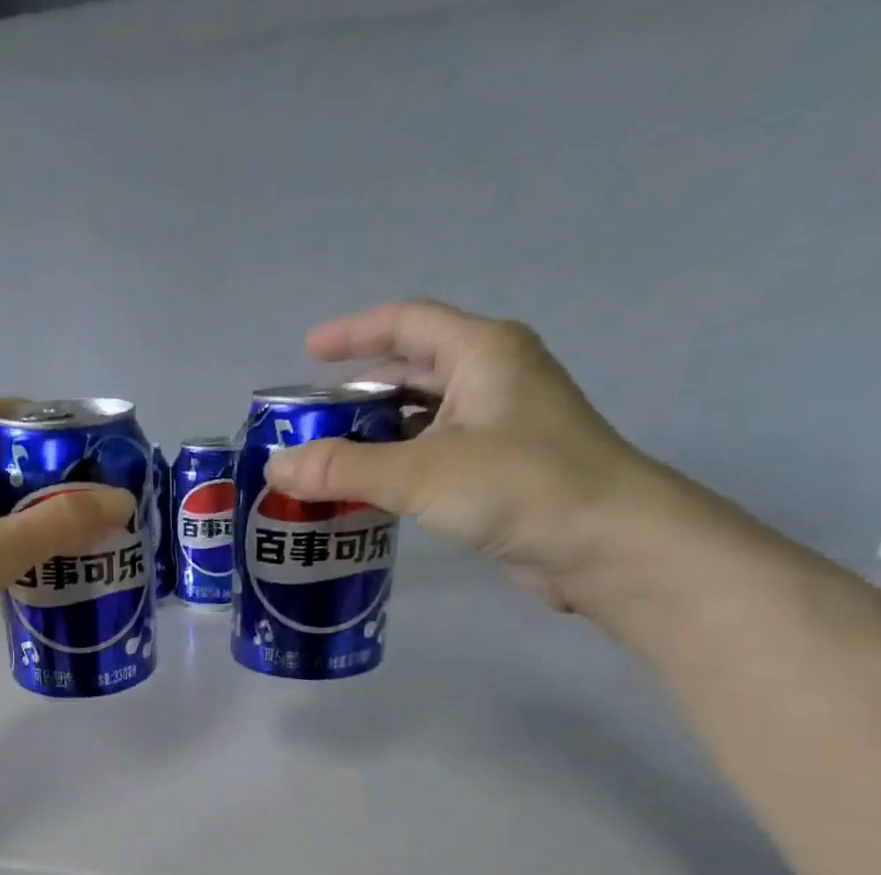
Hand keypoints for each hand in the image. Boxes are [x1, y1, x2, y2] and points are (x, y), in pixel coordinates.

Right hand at [264, 301, 741, 623]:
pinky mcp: (501, 470)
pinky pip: (434, 454)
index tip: (308, 351)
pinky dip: (397, 466)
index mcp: (483, 353)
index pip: (407, 324)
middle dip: (358, 392)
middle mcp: (494, 378)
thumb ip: (342, 469)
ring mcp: (501, 426)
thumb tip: (275, 468)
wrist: (605, 544)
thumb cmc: (518, 486)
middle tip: (309, 420)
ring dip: (375, 435)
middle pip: (413, 371)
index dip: (354, 333)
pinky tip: (368, 492)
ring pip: (423, 418)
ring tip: (326, 460)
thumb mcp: (420, 473)